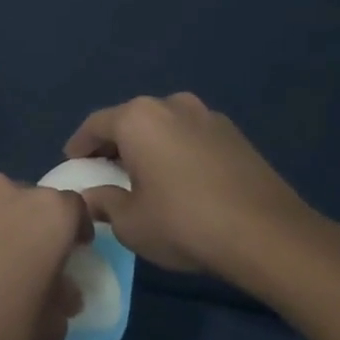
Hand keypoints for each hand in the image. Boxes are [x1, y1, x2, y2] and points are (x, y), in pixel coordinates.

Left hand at [0, 173, 89, 339]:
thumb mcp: (52, 328)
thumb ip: (62, 296)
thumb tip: (59, 288)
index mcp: (47, 212)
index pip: (74, 208)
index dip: (75, 232)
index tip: (71, 255)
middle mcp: (5, 191)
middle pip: (30, 202)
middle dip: (33, 227)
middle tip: (28, 264)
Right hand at [65, 93, 335, 291]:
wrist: (267, 234)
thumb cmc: (183, 223)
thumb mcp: (129, 222)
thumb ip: (103, 203)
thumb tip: (91, 197)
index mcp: (137, 118)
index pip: (95, 125)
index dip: (79, 146)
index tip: (73, 163)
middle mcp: (171, 104)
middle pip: (131, 120)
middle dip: (115, 144)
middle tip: (106, 170)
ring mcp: (208, 116)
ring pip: (164, 126)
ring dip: (149, 146)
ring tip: (144, 175)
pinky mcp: (235, 134)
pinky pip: (191, 137)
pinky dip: (177, 151)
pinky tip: (180, 180)